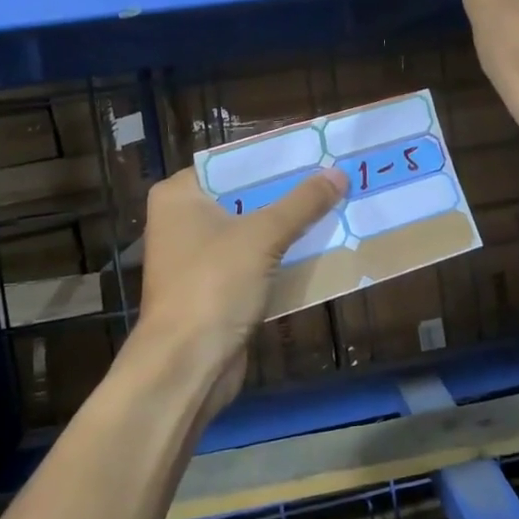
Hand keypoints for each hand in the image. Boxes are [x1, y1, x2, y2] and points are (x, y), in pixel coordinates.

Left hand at [128, 165, 347, 417]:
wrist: (186, 366)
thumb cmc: (213, 286)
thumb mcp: (263, 236)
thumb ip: (302, 203)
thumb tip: (338, 173)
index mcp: (180, 196)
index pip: (231, 163)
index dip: (272, 158)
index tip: (313, 152)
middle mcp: (183, 221)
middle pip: (245, 196)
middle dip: (288, 193)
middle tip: (333, 177)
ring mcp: (198, 258)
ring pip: (253, 231)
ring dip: (290, 226)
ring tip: (336, 206)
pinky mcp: (215, 289)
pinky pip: (255, 262)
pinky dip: (283, 257)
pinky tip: (321, 247)